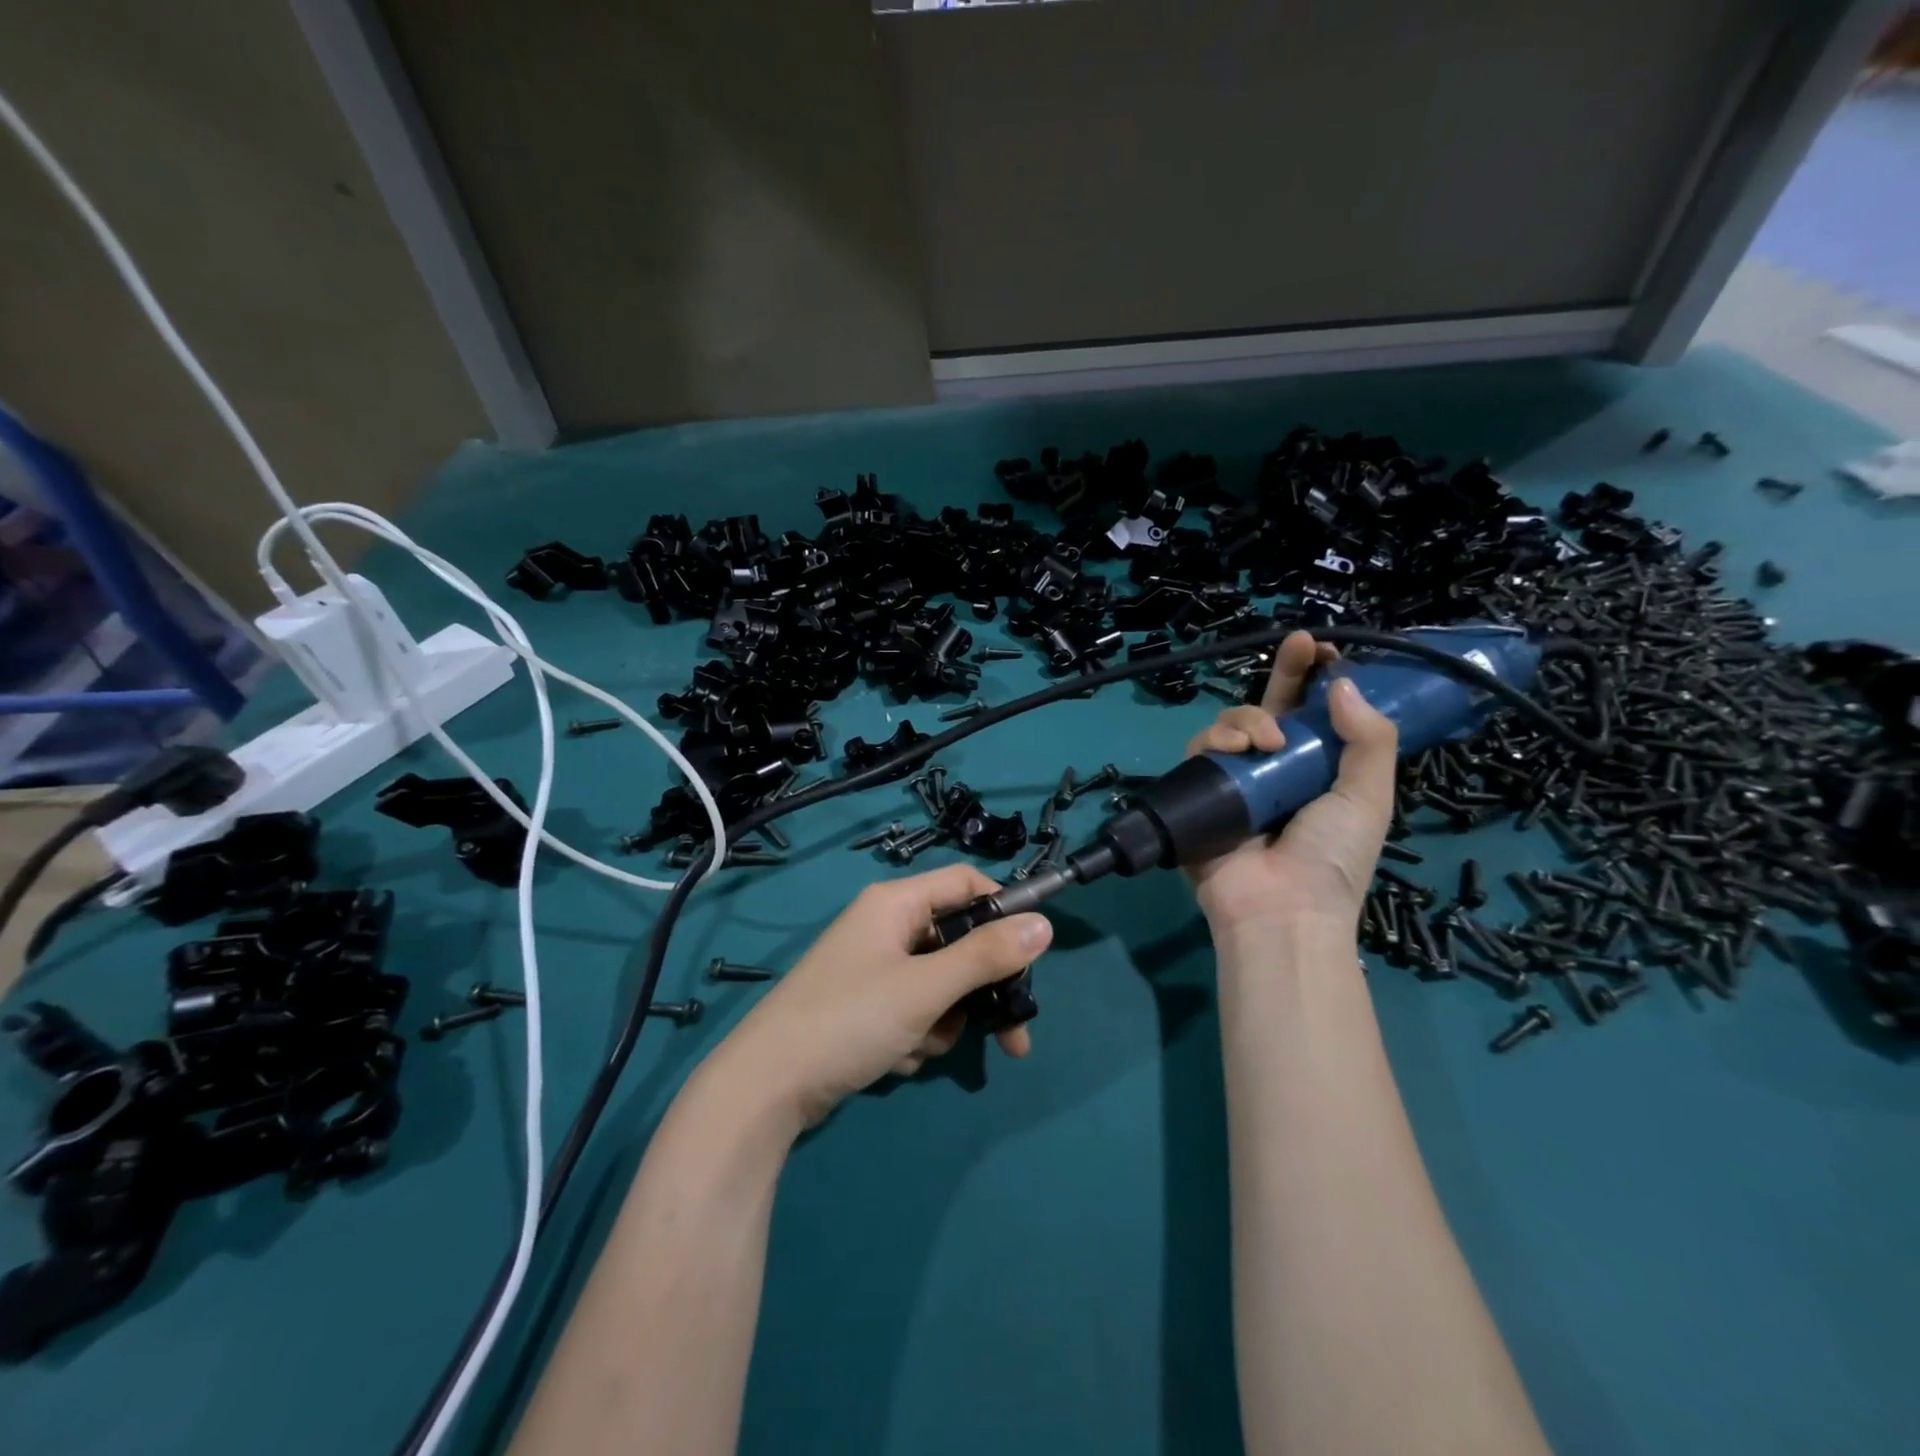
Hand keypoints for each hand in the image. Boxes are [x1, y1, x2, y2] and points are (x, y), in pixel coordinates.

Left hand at [715, 865, 1052, 1129]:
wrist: (767, 1087)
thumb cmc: (850, 1019)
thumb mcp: (926, 988)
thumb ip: (987, 956)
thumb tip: (1045, 924)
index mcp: (896, 903)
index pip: (966, 882)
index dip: (1003, 910)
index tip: (1031, 954)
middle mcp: (886, 925)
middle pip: (958, 940)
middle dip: (982, 989)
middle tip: (1013, 1037)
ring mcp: (874, 966)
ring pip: (940, 983)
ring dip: (944, 1019)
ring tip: (920, 1046)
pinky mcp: (865, 1005)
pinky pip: (914, 1009)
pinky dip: (917, 1034)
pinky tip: (895, 1059)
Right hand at [1184, 630, 1397, 935]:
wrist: (1280, 908)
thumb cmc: (1332, 856)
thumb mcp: (1368, 797)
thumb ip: (1367, 739)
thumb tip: (1341, 683)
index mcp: (1318, 769)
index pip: (1318, 714)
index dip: (1320, 679)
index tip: (1326, 649)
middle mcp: (1276, 768)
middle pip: (1273, 707)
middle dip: (1285, 671)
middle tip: (1297, 645)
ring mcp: (1236, 779)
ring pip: (1233, 723)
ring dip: (1249, 719)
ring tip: (1266, 742)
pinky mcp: (1201, 790)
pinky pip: (1201, 750)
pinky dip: (1215, 741)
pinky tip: (1235, 751)